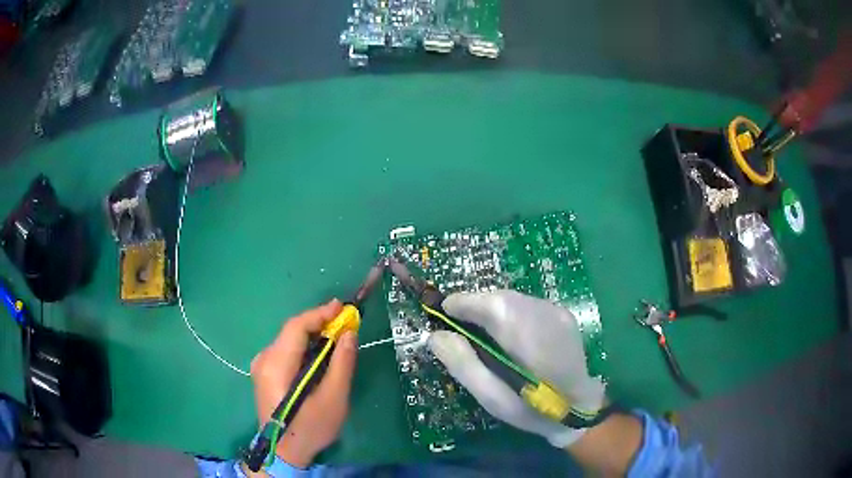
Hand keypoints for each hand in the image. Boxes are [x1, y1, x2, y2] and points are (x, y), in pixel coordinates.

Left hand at [249, 299, 357, 467]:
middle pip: (292, 332)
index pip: (296, 327)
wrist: (286, 452)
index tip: (343, 307)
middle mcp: (263, 359)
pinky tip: (320, 354)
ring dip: (314, 336)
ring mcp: (261, 366)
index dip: (319, 314)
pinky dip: (305, 348)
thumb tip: (349, 333)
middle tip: (346, 323)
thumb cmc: (311, 428)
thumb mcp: (333, 399)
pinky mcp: (265, 373)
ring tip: (337, 337)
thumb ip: (342, 364)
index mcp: (276, 365)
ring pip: (290, 340)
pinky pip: (287, 351)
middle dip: (319, 324)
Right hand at [428, 290, 605, 447]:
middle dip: (476, 306)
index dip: (464, 303)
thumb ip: (463, 364)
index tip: (443, 311)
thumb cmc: (532, 409)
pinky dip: (509, 311)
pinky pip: (526, 304)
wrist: (580, 407)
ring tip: (479, 329)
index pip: (494, 306)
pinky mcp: (562, 313)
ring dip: (491, 308)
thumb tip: (436, 335)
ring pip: (514, 298)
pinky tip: (506, 333)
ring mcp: (557, 312)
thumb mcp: (492, 398)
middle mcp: (547, 316)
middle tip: (458, 323)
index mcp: (530, 341)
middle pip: (502, 297)